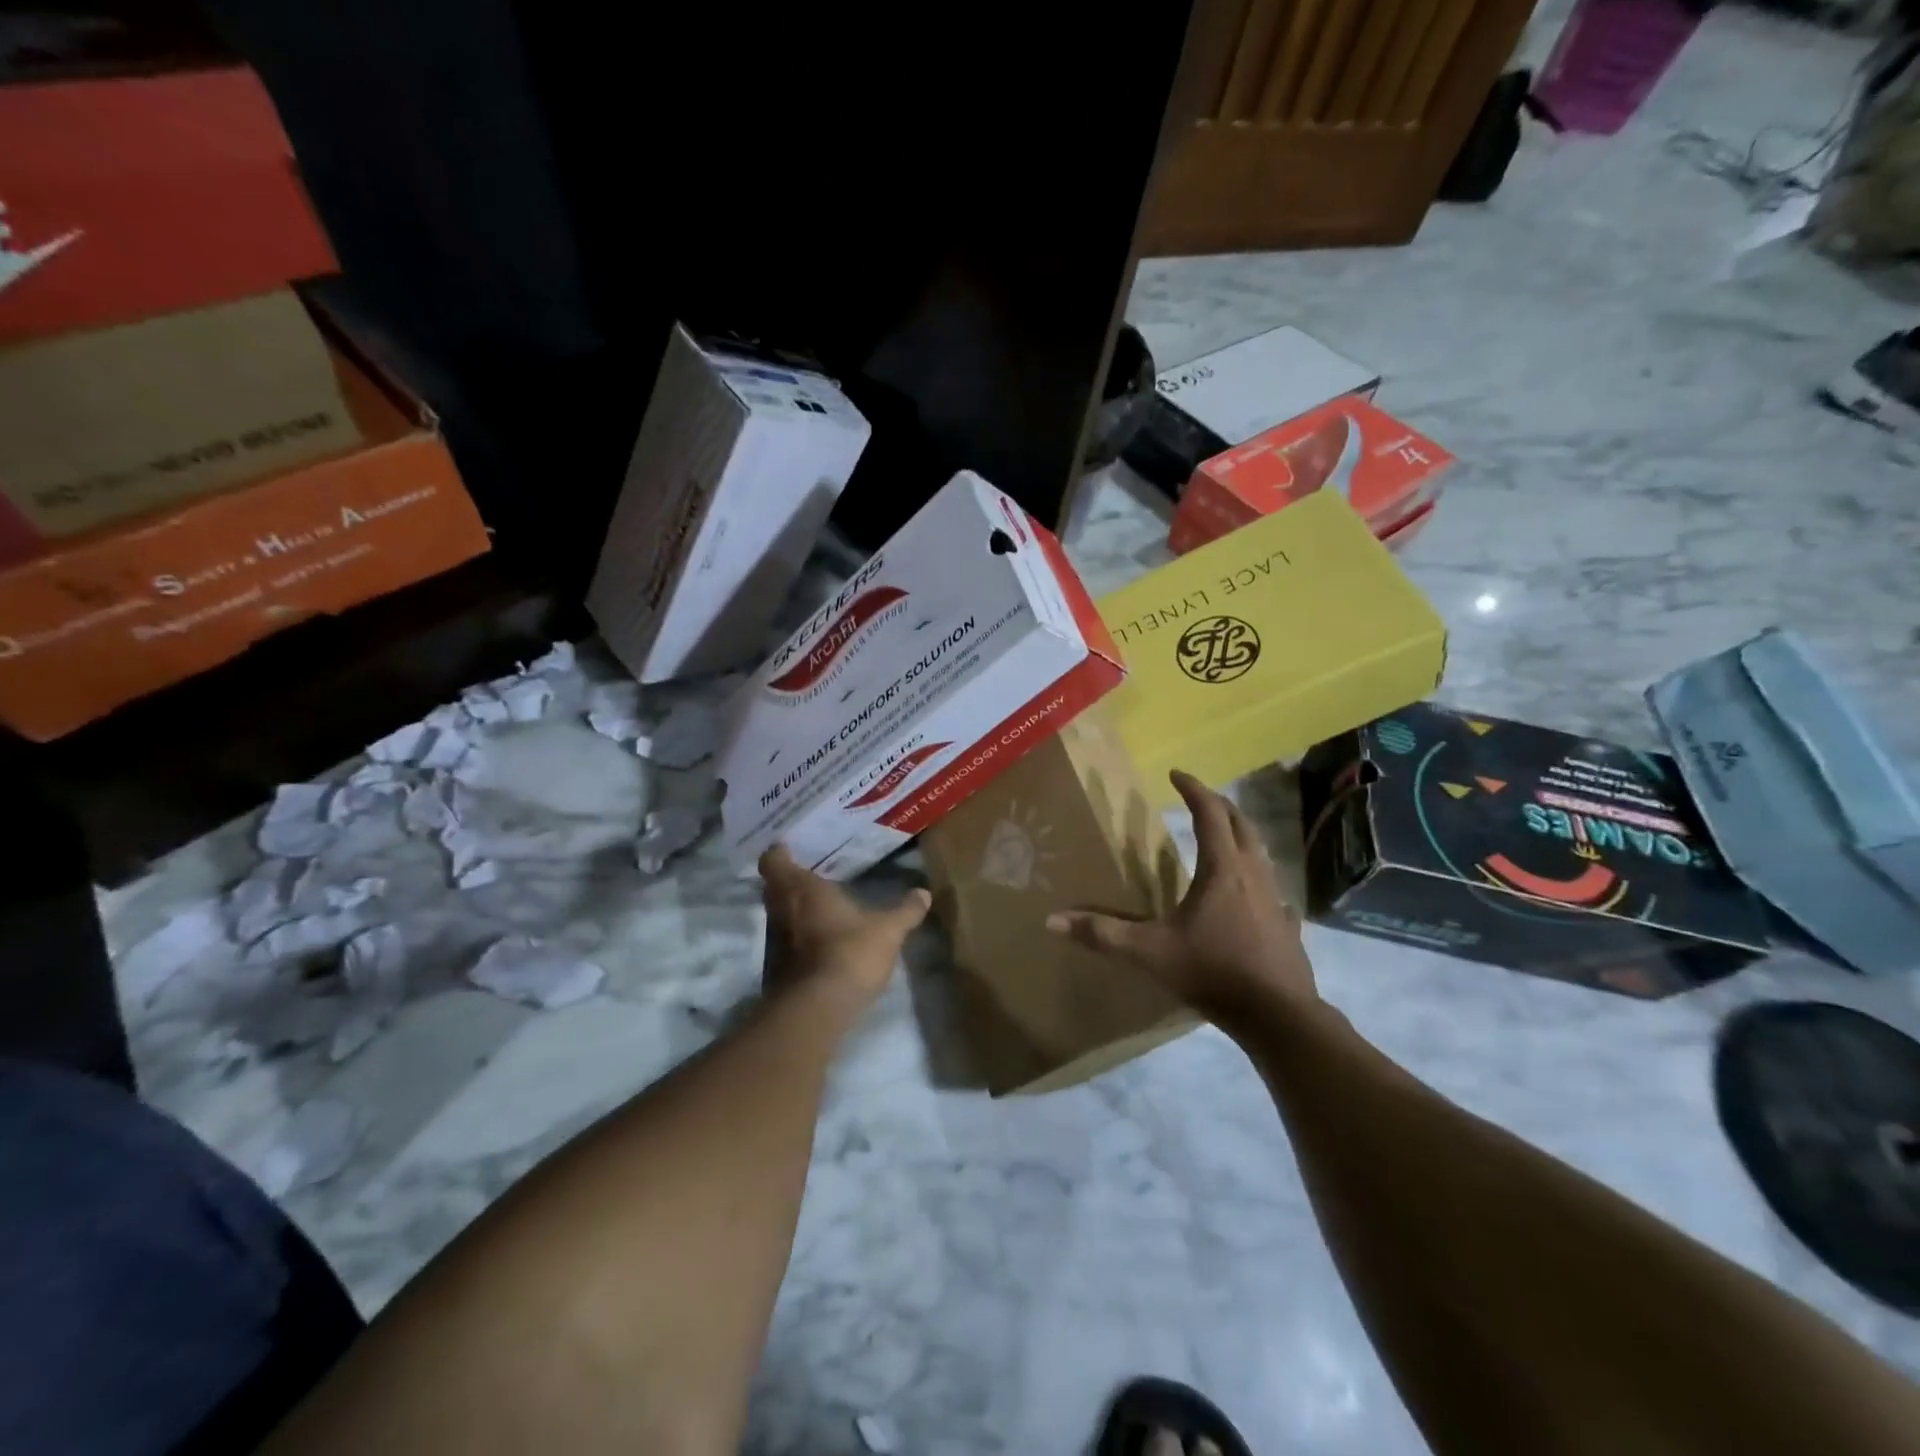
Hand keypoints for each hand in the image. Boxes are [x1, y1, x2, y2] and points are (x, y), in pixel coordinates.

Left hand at [758, 845, 931, 1005]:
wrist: (816, 1010)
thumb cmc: (849, 953)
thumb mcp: (888, 931)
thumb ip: (906, 911)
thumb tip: (924, 893)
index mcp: (801, 888)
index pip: (773, 860)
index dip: (779, 853)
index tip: (793, 848)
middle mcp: (780, 909)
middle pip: (773, 886)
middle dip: (789, 880)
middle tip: (812, 874)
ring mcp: (773, 941)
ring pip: (778, 915)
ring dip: (793, 911)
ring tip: (819, 906)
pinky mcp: (775, 969)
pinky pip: (784, 943)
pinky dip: (797, 939)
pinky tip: (820, 942)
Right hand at [1046, 770, 1316, 1030]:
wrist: (1278, 1015)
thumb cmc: (1213, 971)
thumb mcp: (1149, 951)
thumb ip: (1102, 933)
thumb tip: (1052, 921)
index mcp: (1222, 869)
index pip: (1209, 813)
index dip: (1193, 789)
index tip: (1175, 774)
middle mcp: (1252, 873)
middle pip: (1241, 824)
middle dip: (1220, 805)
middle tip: (1199, 798)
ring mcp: (1275, 898)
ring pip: (1260, 852)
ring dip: (1240, 835)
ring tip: (1222, 836)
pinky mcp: (1287, 923)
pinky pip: (1272, 887)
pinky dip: (1258, 876)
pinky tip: (1253, 893)